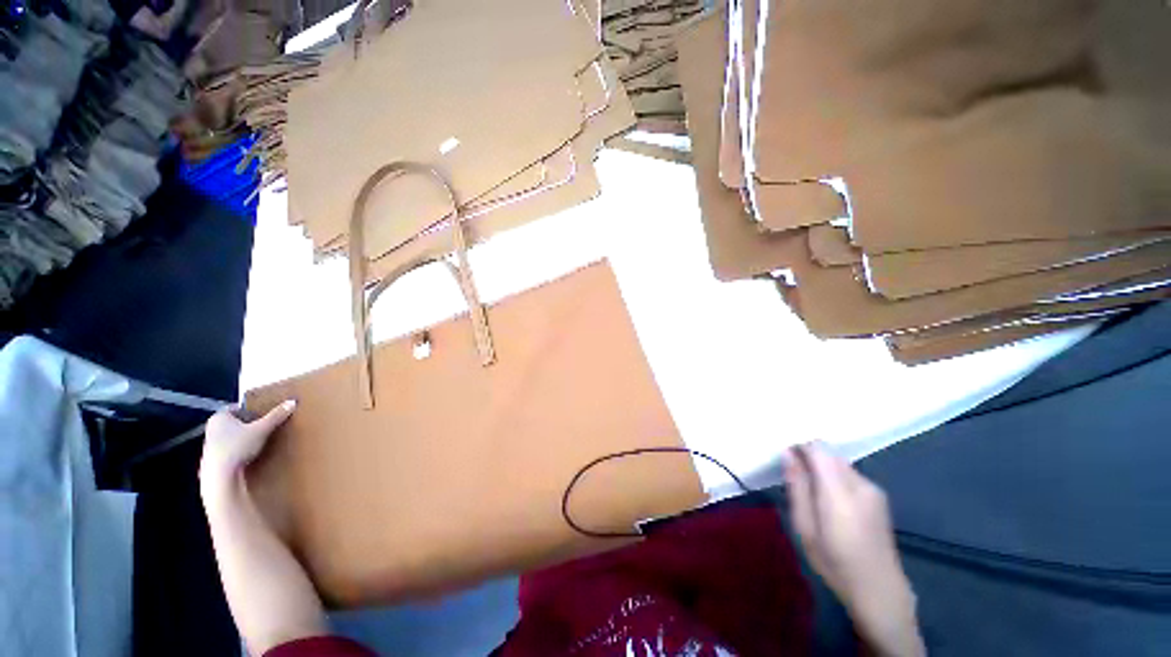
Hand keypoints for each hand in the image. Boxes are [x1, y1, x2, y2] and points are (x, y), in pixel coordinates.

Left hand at [200, 401, 295, 488]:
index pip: (238, 408)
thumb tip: (292, 402)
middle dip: (250, 425)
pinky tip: (250, 455)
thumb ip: (276, 415)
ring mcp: (210, 444)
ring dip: (245, 438)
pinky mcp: (213, 458)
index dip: (252, 410)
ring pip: (232, 436)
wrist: (220, 475)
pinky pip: (230, 448)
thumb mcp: (262, 429)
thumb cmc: (238, 446)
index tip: (265, 415)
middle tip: (265, 428)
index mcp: (220, 416)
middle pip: (236, 422)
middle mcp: (212, 428)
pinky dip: (240, 449)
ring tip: (260, 442)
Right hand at [786, 444, 923, 656]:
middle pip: (829, 453)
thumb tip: (787, 453)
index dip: (798, 444)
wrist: (880, 590)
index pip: (818, 448)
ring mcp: (873, 489)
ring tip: (810, 491)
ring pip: (839, 462)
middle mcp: (860, 483)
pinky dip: (834, 477)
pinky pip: (849, 474)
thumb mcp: (805, 527)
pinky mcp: (878, 497)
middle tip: (793, 476)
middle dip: (808, 456)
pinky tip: (829, 500)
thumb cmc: (835, 562)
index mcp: (840, 492)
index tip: (784, 455)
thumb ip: (797, 486)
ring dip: (821, 467)